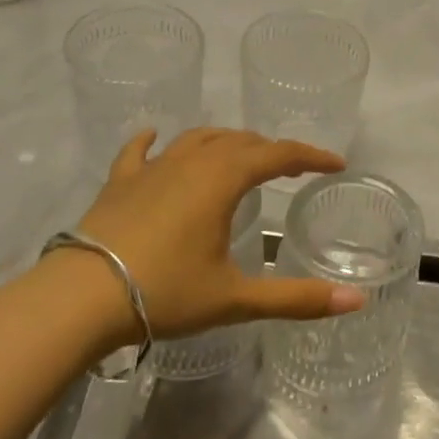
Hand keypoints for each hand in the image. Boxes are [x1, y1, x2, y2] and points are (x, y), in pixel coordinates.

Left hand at [72, 127, 364, 340]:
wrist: (81, 298)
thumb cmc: (165, 293)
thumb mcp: (235, 299)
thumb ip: (297, 299)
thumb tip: (357, 301)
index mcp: (223, 179)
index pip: (279, 154)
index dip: (311, 156)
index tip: (335, 164)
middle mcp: (190, 162)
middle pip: (240, 141)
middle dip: (271, 150)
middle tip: (291, 169)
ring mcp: (151, 169)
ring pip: (197, 140)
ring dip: (226, 142)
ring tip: (240, 155)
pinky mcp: (119, 183)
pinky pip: (140, 152)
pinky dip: (153, 142)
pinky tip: (155, 137)